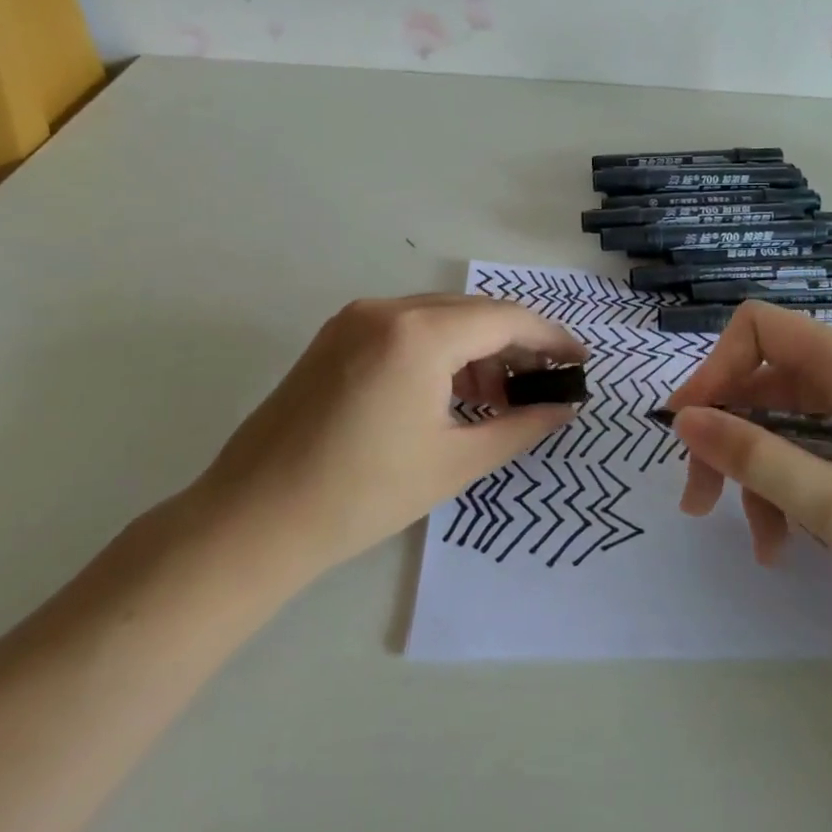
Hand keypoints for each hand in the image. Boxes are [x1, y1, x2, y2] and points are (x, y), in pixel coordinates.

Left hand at [192, 294, 585, 581]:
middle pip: (474, 312)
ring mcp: (355, 319)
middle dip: (515, 345)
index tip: (579, 361)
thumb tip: (565, 409)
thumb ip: (520, 427)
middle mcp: (386, 309)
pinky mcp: (335, 338)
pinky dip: (440, 352)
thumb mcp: (454, 461)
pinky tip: (451, 394)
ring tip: (496, 400)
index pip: (505, 319)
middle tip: (543, 385)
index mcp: (419, 334)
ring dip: (477, 349)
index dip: (550, 338)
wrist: (252, 522)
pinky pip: (407, 329)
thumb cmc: (362, 495)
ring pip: (440, 318)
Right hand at [664, 301, 831, 621]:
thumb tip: (683, 419)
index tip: (692, 428)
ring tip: (764, 543)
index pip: (755, 329)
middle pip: (758, 383)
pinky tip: (792, 541)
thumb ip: (754, 457)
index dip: (714, 370)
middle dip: (724, 438)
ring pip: (778, 424)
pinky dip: (787, 488)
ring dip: (755, 476)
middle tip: (701, 501)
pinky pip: (806, 450)